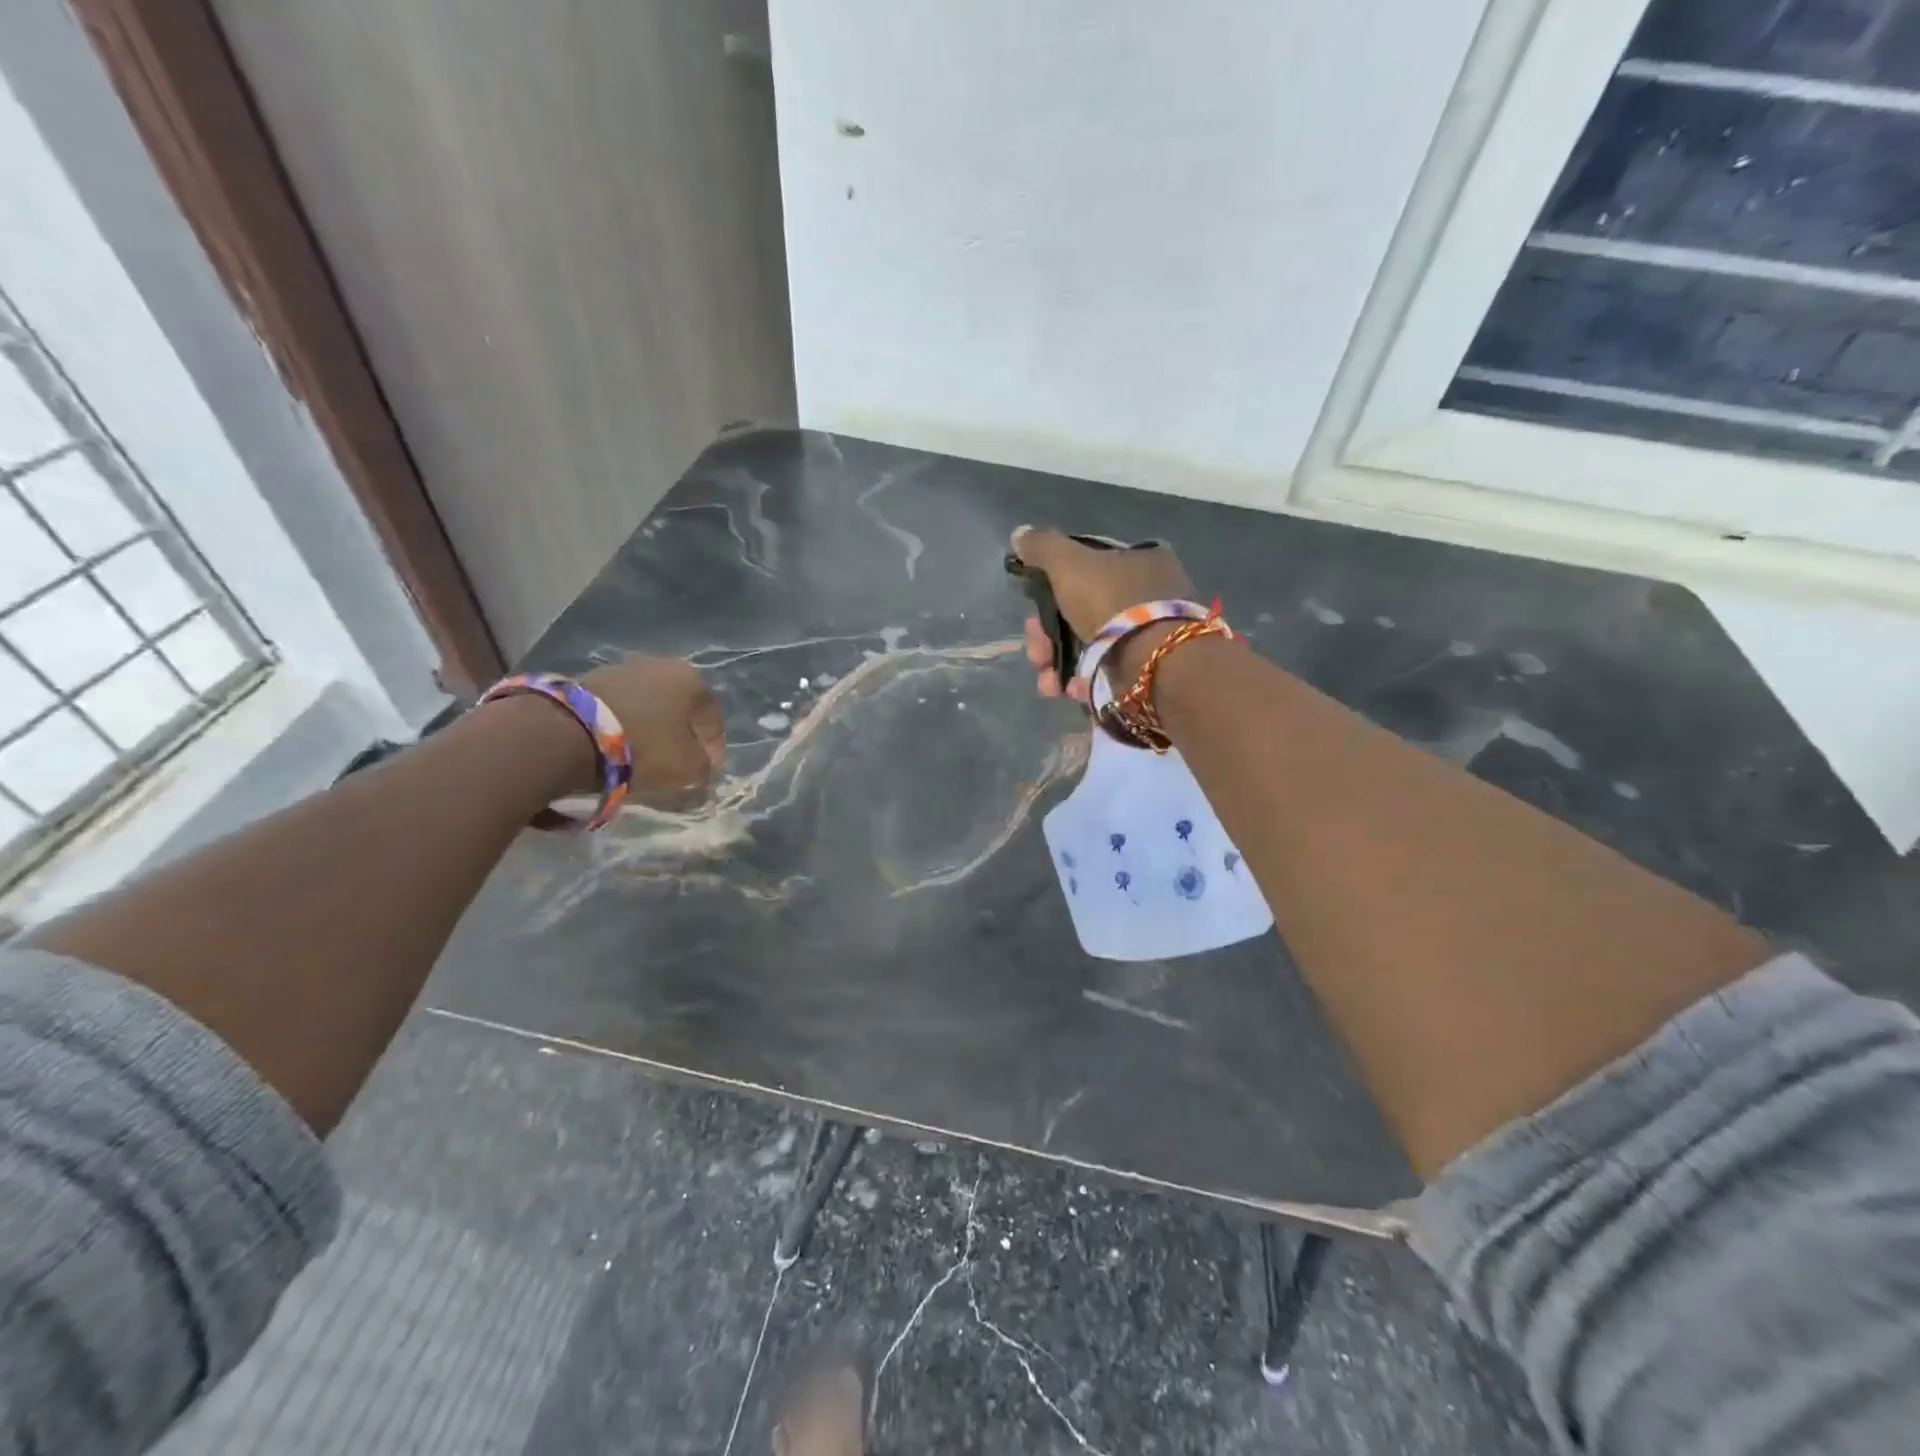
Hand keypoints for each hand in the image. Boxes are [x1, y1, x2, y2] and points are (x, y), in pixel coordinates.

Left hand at [579, 655, 725, 808]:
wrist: (568, 733)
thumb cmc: (644, 746)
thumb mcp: (688, 767)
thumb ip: (704, 768)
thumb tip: (702, 768)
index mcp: (691, 679)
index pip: (712, 719)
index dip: (713, 750)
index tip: (705, 774)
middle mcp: (660, 664)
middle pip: (679, 709)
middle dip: (680, 737)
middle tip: (677, 765)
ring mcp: (621, 668)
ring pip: (648, 707)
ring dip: (650, 730)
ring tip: (643, 760)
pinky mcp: (588, 680)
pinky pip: (618, 709)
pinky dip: (623, 727)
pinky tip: (618, 749)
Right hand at [1010, 525, 1191, 699]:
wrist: (1154, 664)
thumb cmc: (1112, 603)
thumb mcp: (1069, 564)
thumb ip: (1042, 547)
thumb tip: (1020, 534)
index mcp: (1142, 560)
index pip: (1088, 566)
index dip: (1053, 587)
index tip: (1033, 611)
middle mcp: (1150, 594)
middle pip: (1082, 611)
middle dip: (1048, 637)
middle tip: (1037, 654)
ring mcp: (1149, 635)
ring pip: (1088, 646)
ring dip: (1058, 664)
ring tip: (1048, 682)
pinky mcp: (1147, 670)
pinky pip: (1105, 671)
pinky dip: (1083, 681)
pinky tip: (1069, 690)